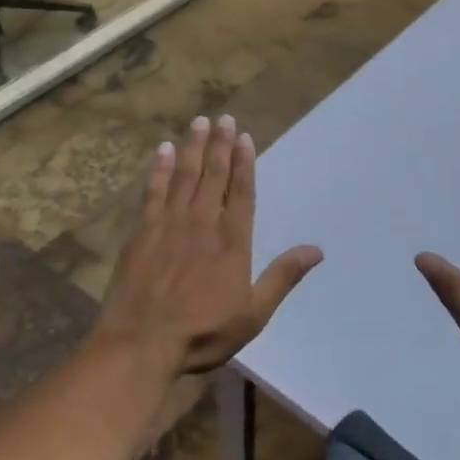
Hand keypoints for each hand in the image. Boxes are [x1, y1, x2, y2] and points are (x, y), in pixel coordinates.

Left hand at [96, 114, 324, 376]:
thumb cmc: (203, 333)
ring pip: (185, 175)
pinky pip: (153, 191)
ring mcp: (169, 223)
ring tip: (199, 122)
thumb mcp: (253, 313)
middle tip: (223, 117)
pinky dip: (160, 169)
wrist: (142, 342)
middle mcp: (202, 223)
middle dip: (220, 145)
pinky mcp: (142, 231)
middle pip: (213, 175)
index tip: (244, 137)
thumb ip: (282, 277)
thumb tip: (316, 249)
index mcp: (231, 241)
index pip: (241, 192)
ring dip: (194, 147)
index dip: (244, 163)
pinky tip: (164, 150)